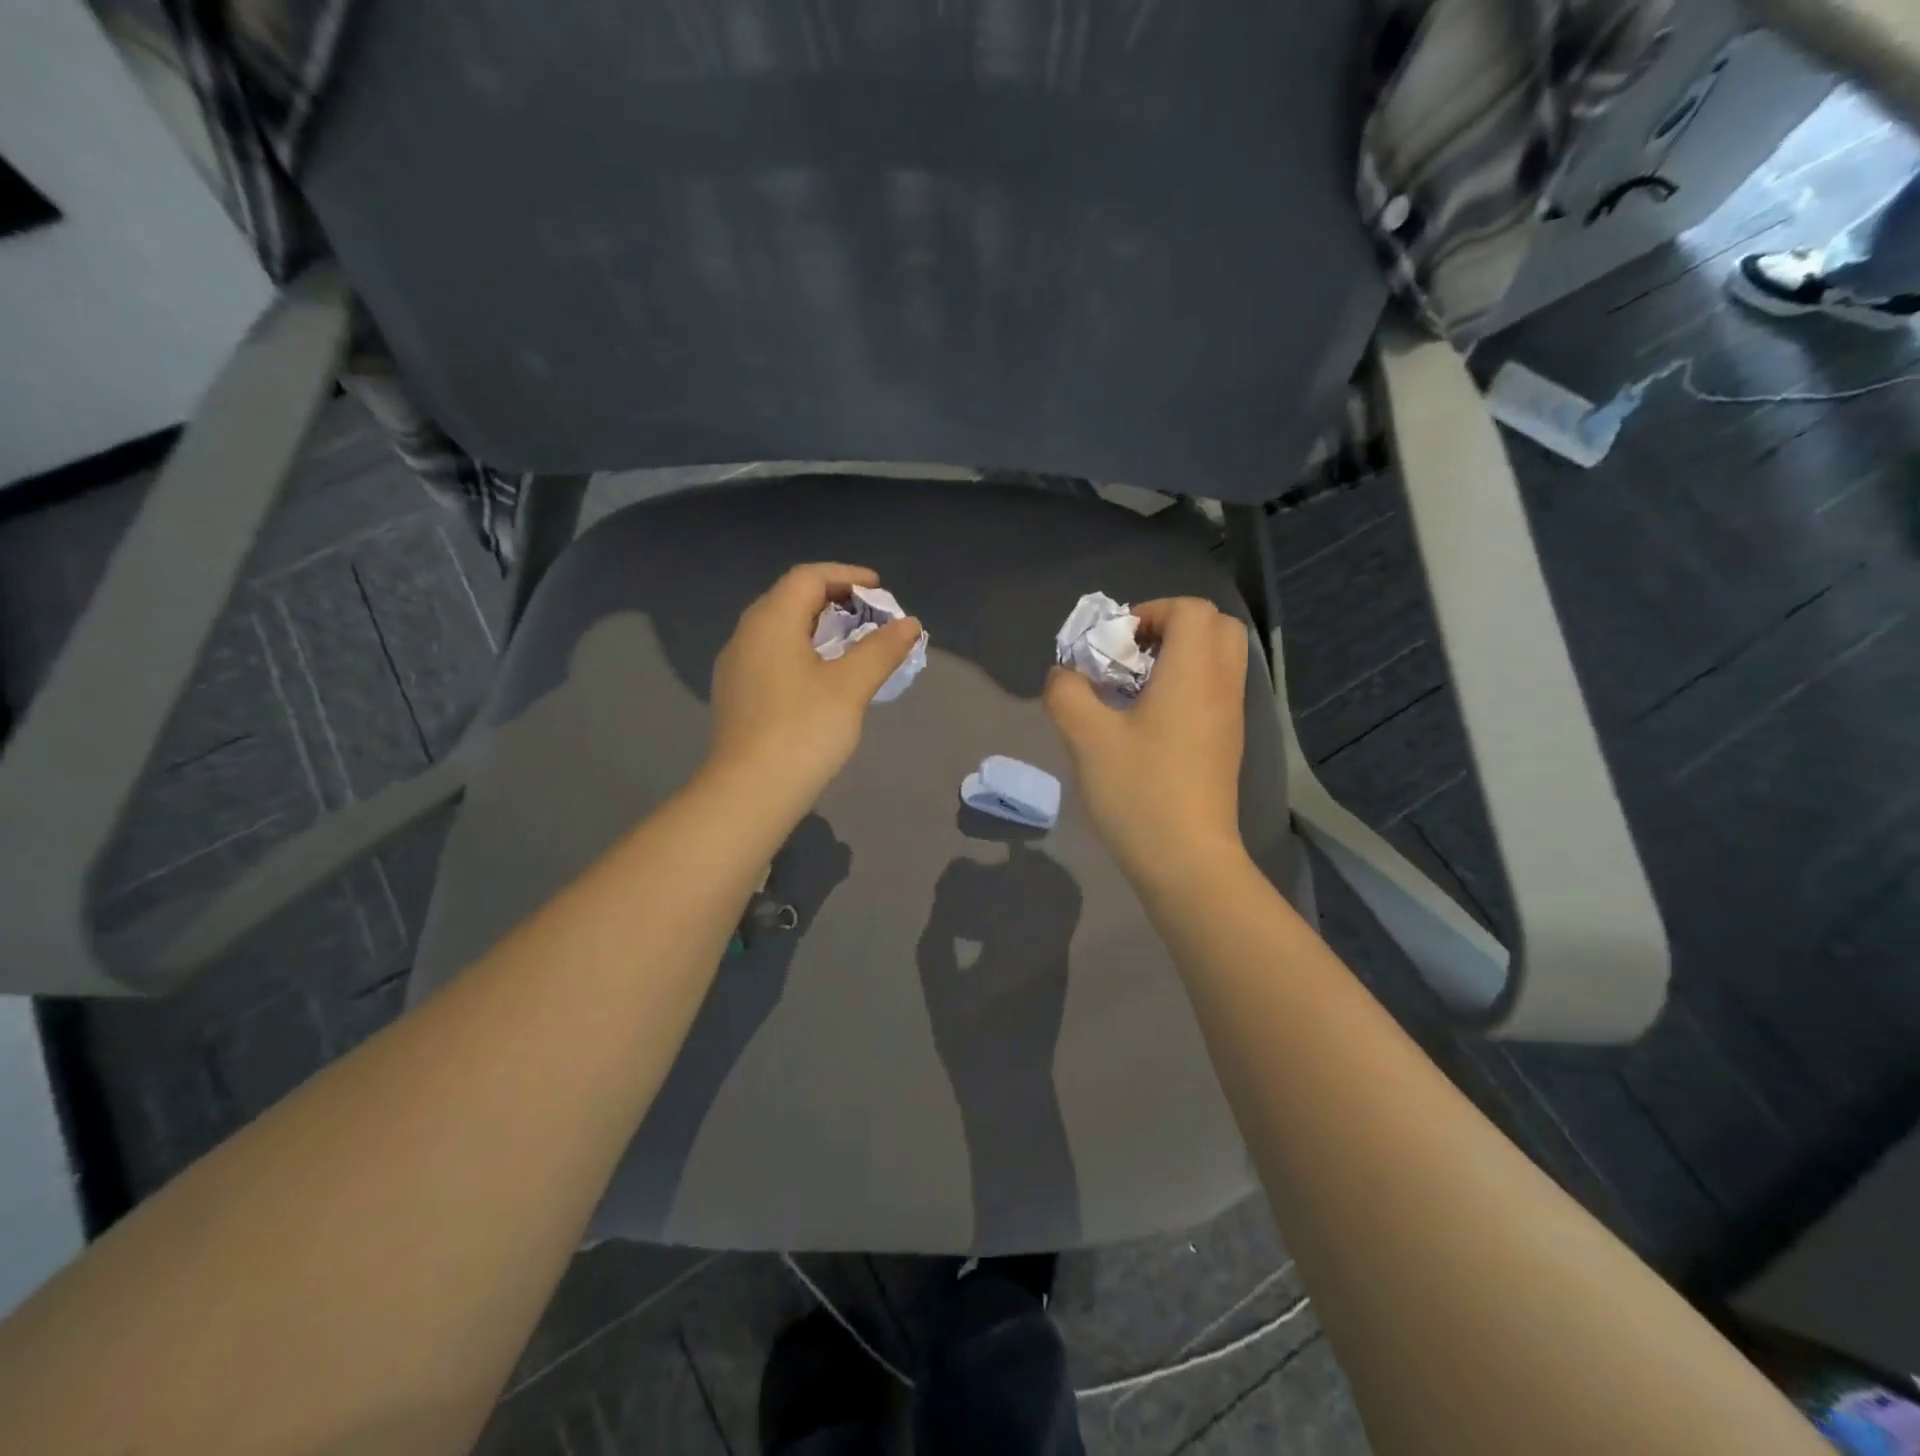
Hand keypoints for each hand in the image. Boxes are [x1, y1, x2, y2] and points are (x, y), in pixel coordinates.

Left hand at [707, 563, 922, 802]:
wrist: (750, 792)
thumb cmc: (803, 730)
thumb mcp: (851, 686)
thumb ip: (881, 649)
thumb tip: (909, 623)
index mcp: (771, 620)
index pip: (808, 577)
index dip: (847, 576)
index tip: (880, 589)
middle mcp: (746, 634)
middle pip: (791, 599)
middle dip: (834, 601)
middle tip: (870, 616)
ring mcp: (736, 666)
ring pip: (780, 630)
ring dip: (818, 628)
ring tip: (852, 646)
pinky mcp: (736, 695)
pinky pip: (772, 656)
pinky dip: (802, 652)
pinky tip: (822, 678)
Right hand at [1044, 597, 1249, 886]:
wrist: (1187, 862)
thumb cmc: (1139, 792)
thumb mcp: (1087, 738)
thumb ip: (1068, 693)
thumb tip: (1065, 675)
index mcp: (1194, 675)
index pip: (1192, 610)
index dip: (1151, 612)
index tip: (1116, 644)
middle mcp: (1221, 687)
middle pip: (1216, 628)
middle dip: (1171, 628)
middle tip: (1131, 657)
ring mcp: (1230, 718)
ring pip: (1217, 661)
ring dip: (1177, 659)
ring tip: (1133, 691)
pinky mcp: (1226, 744)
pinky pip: (1213, 692)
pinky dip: (1185, 687)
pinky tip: (1146, 723)